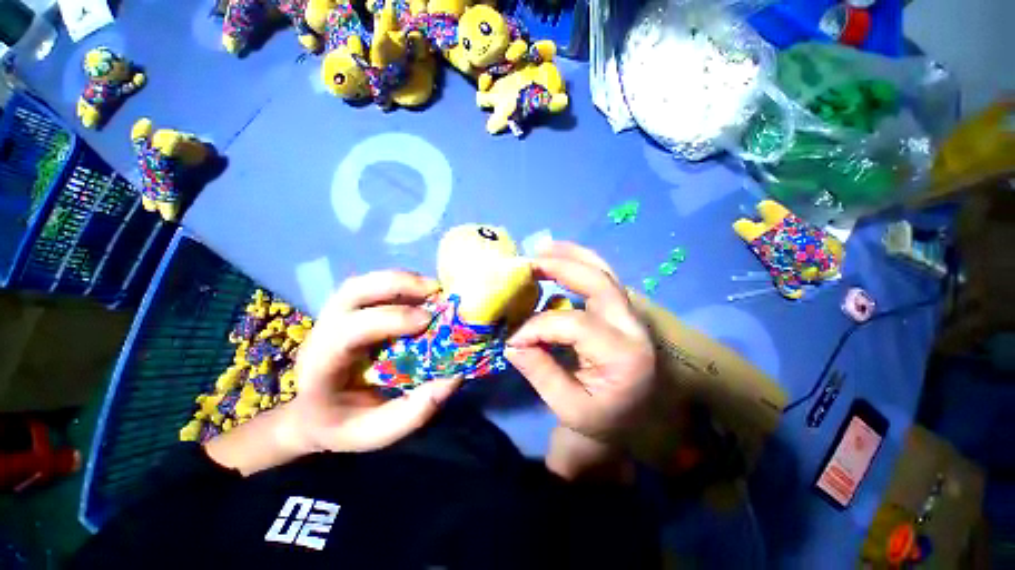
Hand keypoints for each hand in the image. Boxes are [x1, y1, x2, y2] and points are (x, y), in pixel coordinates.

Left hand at [206, 271, 460, 474]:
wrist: (313, 413)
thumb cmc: (344, 424)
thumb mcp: (378, 433)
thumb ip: (415, 411)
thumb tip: (454, 377)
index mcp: (322, 366)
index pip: (348, 331)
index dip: (390, 319)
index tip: (427, 320)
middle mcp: (322, 332)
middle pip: (352, 291)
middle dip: (397, 285)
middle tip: (435, 291)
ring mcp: (333, 316)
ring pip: (362, 283)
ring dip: (401, 279)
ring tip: (433, 288)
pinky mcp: (348, 310)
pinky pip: (373, 287)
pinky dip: (400, 284)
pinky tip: (422, 292)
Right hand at [505, 242, 655, 442]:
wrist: (634, 422)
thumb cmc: (601, 420)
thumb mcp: (567, 407)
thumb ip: (539, 370)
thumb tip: (513, 341)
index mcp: (624, 356)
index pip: (574, 325)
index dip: (538, 326)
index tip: (513, 338)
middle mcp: (633, 328)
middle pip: (599, 283)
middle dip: (562, 267)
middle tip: (530, 261)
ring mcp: (631, 316)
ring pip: (605, 273)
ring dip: (573, 256)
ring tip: (544, 249)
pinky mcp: (623, 313)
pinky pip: (602, 279)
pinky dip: (580, 264)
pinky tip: (561, 260)